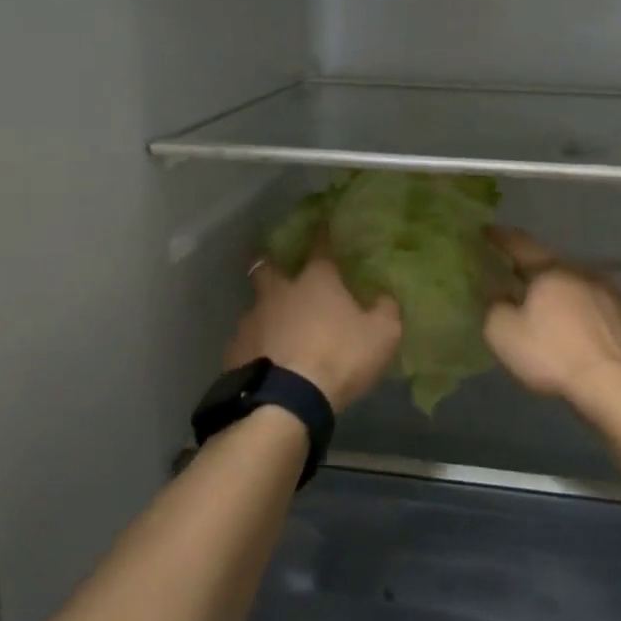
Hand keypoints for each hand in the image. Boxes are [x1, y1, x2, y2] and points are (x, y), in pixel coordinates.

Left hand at [225, 246, 401, 412]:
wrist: (286, 400)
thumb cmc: (340, 357)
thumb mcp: (383, 335)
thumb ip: (386, 309)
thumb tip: (384, 294)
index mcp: (315, 281)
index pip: (320, 246)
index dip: (322, 232)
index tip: (321, 220)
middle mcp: (278, 292)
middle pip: (266, 266)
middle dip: (270, 262)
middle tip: (277, 270)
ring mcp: (251, 320)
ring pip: (255, 306)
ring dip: (265, 313)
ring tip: (275, 330)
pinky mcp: (234, 350)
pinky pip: (246, 342)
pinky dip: (256, 346)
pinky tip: (265, 361)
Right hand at [483, 228, 620, 402]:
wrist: (615, 386)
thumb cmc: (552, 354)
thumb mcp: (503, 333)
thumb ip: (493, 305)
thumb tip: (496, 292)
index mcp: (550, 270)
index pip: (520, 244)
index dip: (500, 237)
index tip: (486, 231)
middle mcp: (581, 271)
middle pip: (548, 265)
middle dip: (529, 270)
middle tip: (511, 277)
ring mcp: (607, 293)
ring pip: (572, 284)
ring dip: (555, 291)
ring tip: (541, 307)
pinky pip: (590, 304)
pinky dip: (575, 309)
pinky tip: (569, 327)